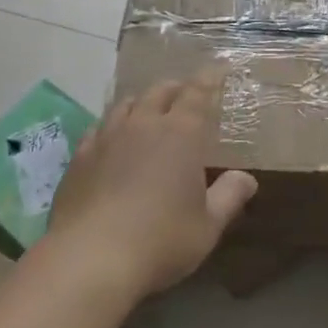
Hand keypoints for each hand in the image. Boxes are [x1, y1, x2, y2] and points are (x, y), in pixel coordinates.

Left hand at [47, 75, 257, 299]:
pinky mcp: (79, 158)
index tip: (218, 68)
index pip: (198, 93)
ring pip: (125, 104)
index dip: (209, 78)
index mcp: (181, 133)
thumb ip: (229, 196)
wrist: (89, 259)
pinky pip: (98, 128)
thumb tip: (247, 178)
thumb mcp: (207, 226)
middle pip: (160, 91)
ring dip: (141, 101)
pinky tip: (111, 139)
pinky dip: (111, 125)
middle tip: (185, 92)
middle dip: (176, 87)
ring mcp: (107, 138)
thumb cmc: (160, 240)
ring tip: (148, 109)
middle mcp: (143, 124)